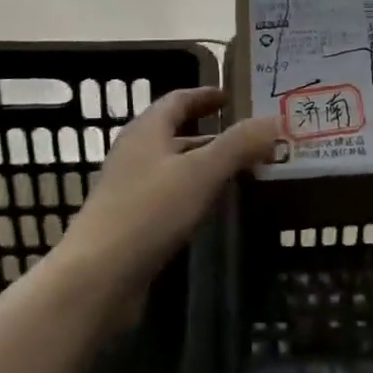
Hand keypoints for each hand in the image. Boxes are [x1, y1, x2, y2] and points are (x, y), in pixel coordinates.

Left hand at [55, 87, 276, 300]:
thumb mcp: (202, 172)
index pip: (179, 99)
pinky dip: (195, 191)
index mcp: (147, 130)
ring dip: (206, 164)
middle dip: (213, 132)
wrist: (98, 277)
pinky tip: (215, 205)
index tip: (232, 96)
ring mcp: (131, 188)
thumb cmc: (150, 212)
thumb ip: (239, 144)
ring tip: (243, 169)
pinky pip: (170, 194)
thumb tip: (274, 120)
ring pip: (175, 165)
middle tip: (250, 136)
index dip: (206, 95)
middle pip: (177, 132)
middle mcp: (136, 152)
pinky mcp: (132, 221)